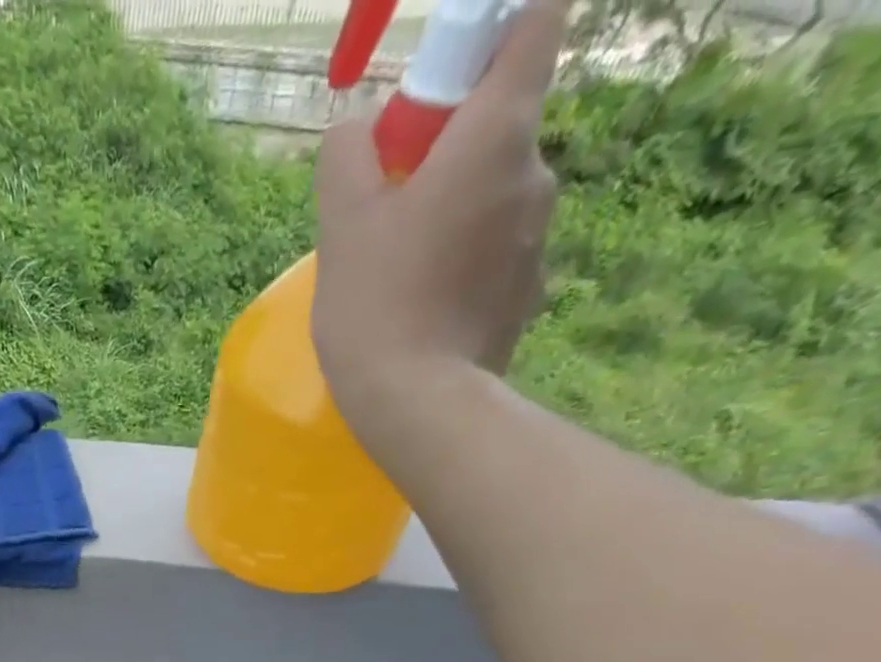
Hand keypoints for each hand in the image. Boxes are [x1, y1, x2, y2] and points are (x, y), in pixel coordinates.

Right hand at [311, 0, 562, 434]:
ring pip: (492, 195)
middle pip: (499, 122)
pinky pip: (492, 252)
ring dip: (450, 210)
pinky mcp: (527, 292)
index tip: (441, 74)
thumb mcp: (342, 221)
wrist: (417, 403)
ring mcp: (538, 237)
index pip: (534, 21)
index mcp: (499, 133)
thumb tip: (359, 131)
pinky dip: (460, 261)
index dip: (493, 26)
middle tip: (385, 204)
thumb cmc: (377, 303)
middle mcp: (535, 172)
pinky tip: (420, 306)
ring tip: (396, 270)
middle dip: (445, 146)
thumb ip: (347, 153)